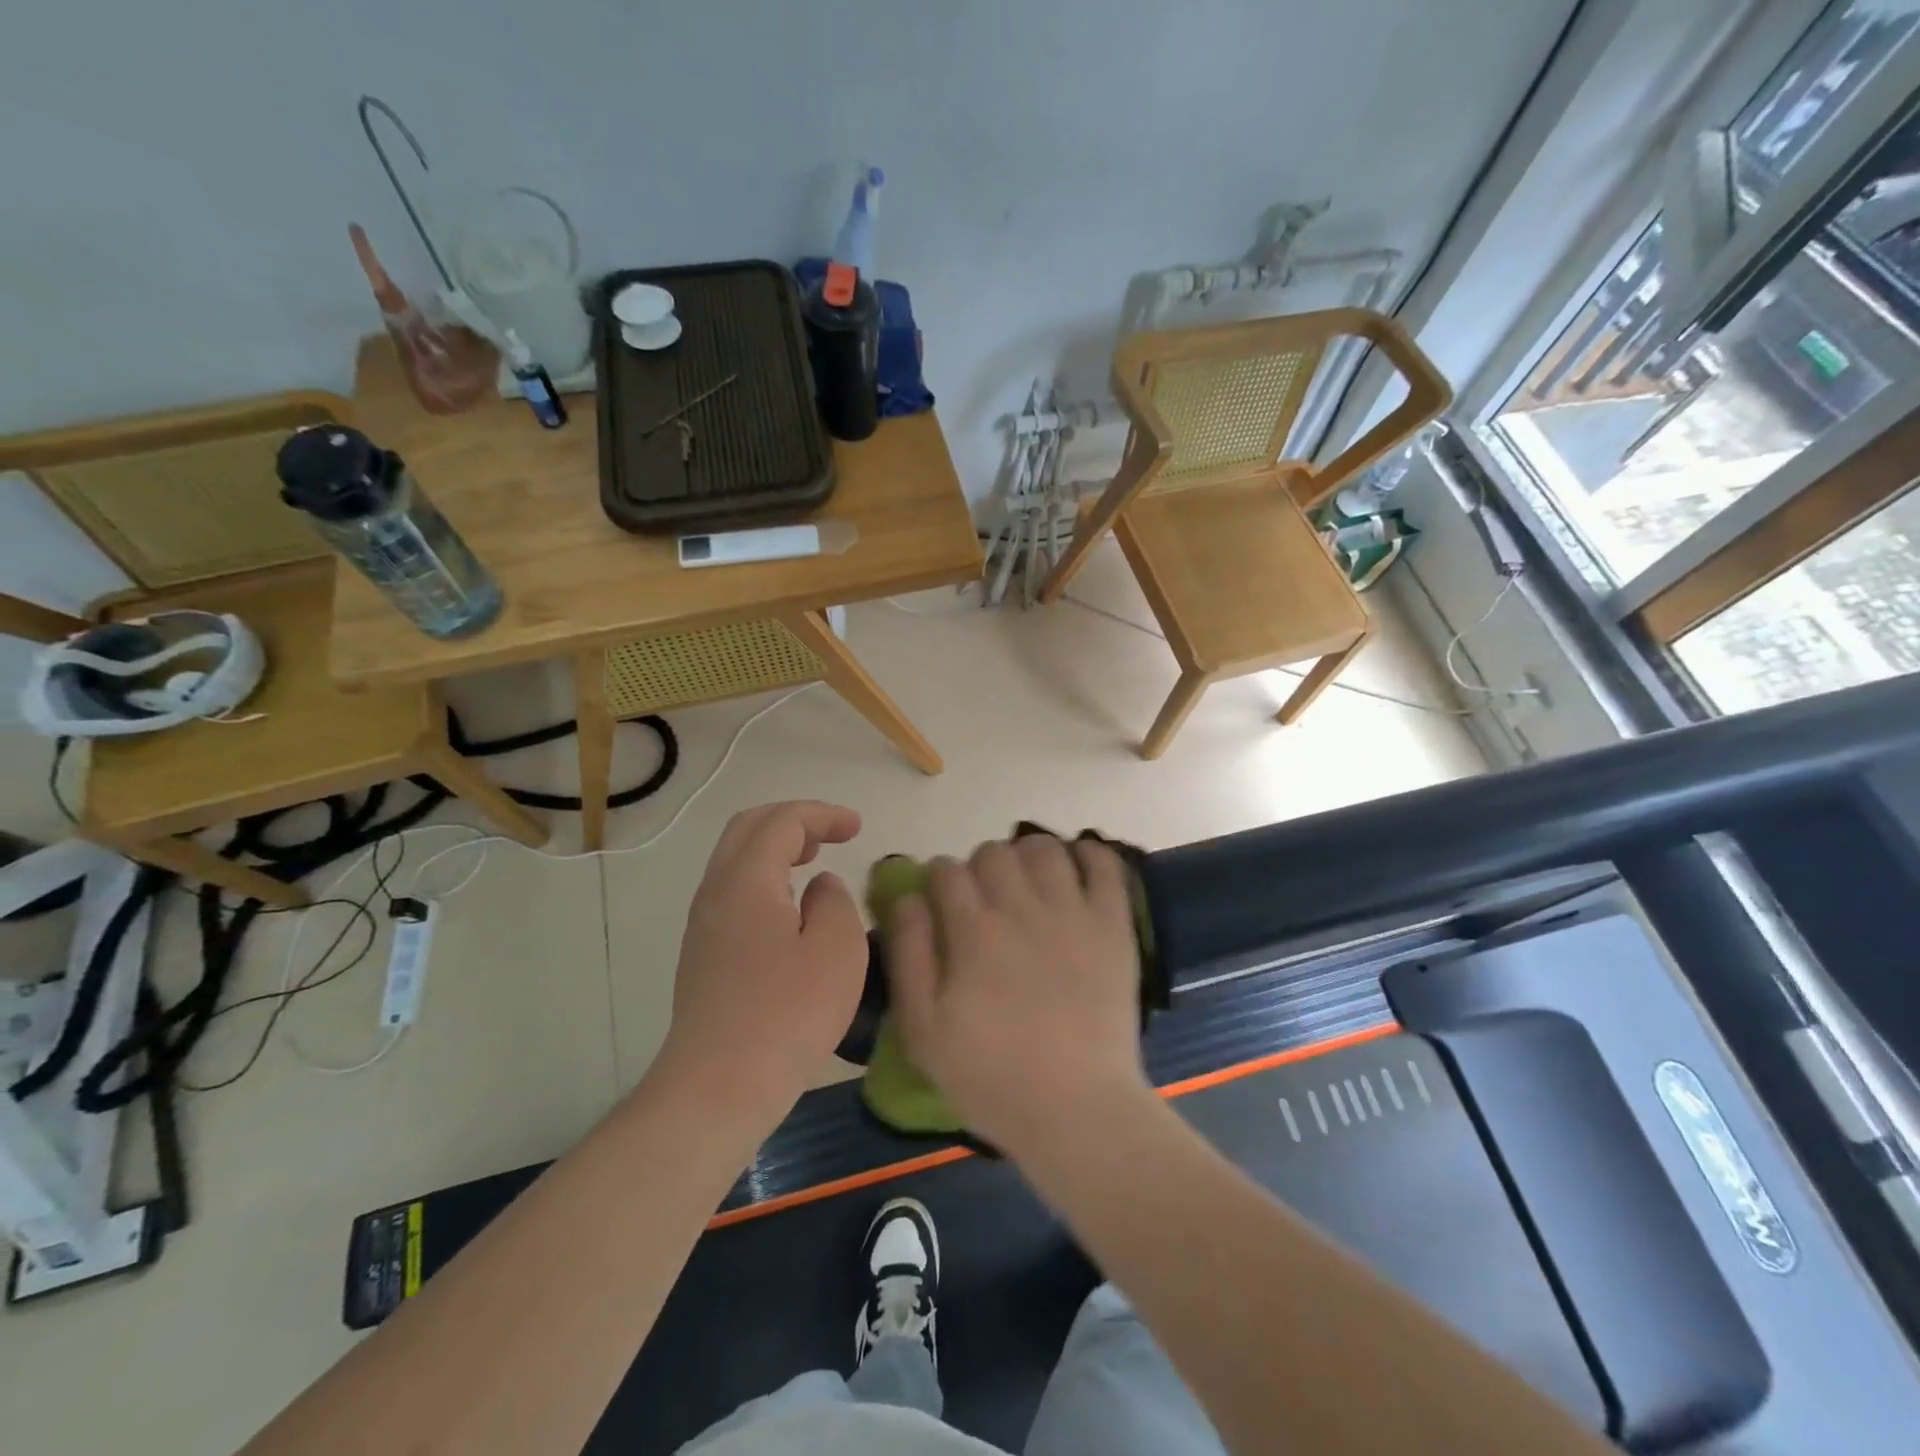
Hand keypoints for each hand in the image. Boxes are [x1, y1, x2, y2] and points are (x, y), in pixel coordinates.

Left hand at [654, 801, 867, 1124]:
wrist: (718, 1087)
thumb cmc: (787, 1013)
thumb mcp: (837, 949)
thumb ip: (835, 902)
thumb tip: (819, 888)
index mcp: (746, 879)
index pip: (782, 821)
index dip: (822, 815)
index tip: (857, 827)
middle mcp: (716, 891)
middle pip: (748, 830)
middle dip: (793, 822)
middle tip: (833, 835)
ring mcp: (704, 925)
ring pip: (737, 861)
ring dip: (777, 850)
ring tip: (814, 862)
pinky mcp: (704, 955)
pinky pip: (735, 892)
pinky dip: (767, 880)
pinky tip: (792, 909)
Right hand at [886, 834, 1148, 1156]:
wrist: (1076, 1109)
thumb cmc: (991, 1077)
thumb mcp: (923, 1030)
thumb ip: (909, 955)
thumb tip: (907, 897)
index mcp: (973, 932)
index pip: (947, 871)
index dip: (938, 878)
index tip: (942, 901)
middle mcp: (1021, 909)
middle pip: (993, 852)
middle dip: (980, 866)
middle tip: (985, 898)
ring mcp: (1072, 913)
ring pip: (1044, 849)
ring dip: (1028, 856)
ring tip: (1028, 882)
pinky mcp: (1112, 926)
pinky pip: (1105, 866)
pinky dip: (1089, 854)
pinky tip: (1076, 867)